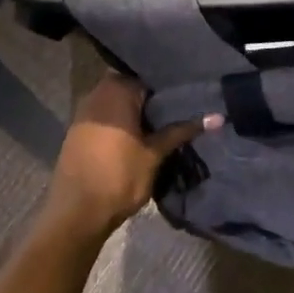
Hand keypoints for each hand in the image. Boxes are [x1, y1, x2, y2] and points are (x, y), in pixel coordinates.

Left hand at [43, 73, 215, 240]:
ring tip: (164, 124)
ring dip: (137, 113)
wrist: (75, 215)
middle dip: (154, 100)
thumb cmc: (119, 177)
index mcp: (117, 90)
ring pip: (118, 103)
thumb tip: (218, 117)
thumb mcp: (155, 154)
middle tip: (181, 110)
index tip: (189, 97)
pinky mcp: (77, 131)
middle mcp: (97, 93)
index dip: (170, 88)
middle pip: (133, 88)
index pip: (150, 78)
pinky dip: (122, 123)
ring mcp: (84, 112)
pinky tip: (139, 136)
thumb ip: (182, 131)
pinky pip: (106, 117)